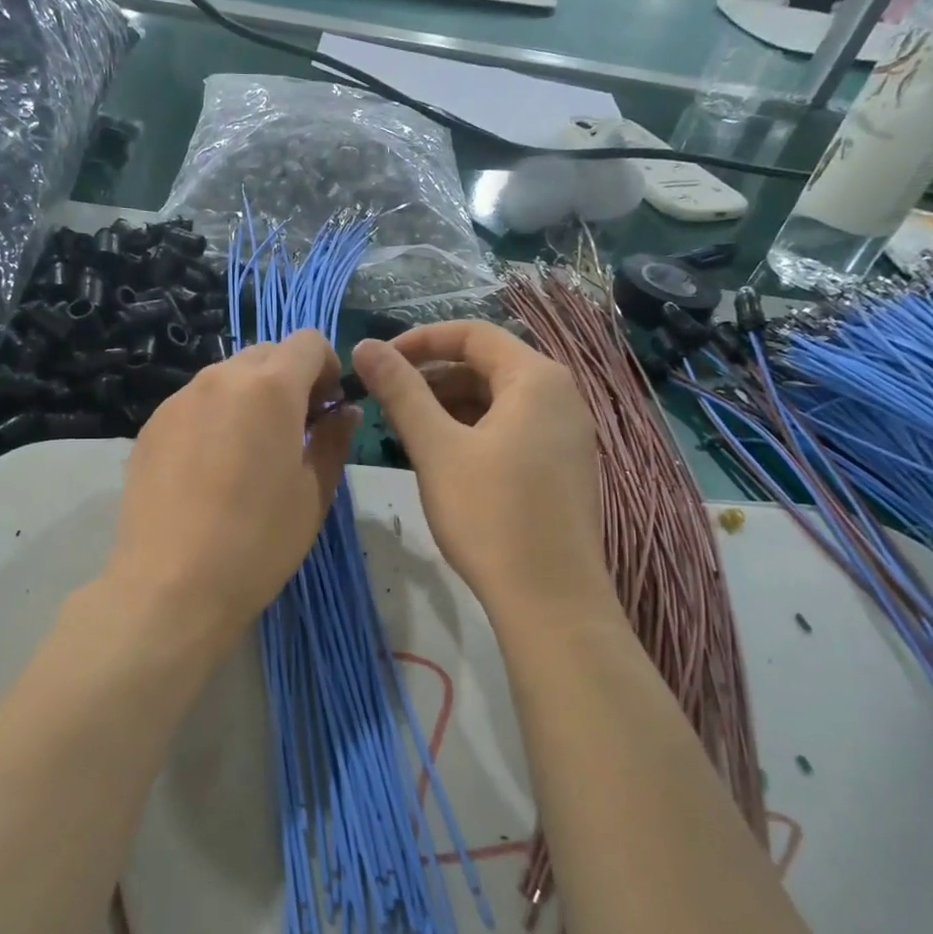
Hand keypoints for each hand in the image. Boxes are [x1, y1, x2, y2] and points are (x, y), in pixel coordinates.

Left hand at [105, 330, 357, 657]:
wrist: (171, 585)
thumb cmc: (258, 541)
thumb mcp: (314, 493)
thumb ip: (333, 440)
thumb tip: (341, 411)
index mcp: (270, 388)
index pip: (308, 341)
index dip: (327, 367)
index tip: (326, 409)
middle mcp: (220, 379)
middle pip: (265, 354)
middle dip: (288, 380)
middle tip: (294, 432)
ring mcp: (178, 401)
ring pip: (226, 378)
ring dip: (249, 399)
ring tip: (248, 455)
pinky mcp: (151, 427)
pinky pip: (194, 405)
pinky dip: (214, 419)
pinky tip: (210, 472)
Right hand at [352, 322, 608, 624]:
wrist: (550, 600)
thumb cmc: (490, 515)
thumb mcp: (437, 448)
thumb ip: (400, 391)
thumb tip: (366, 345)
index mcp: (537, 378)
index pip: (472, 333)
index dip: (419, 341)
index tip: (378, 363)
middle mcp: (561, 396)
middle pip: (486, 365)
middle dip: (432, 378)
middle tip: (387, 403)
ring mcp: (567, 434)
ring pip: (497, 401)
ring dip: (449, 407)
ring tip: (407, 433)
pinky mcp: (562, 467)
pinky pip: (512, 430)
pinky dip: (473, 432)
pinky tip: (443, 459)